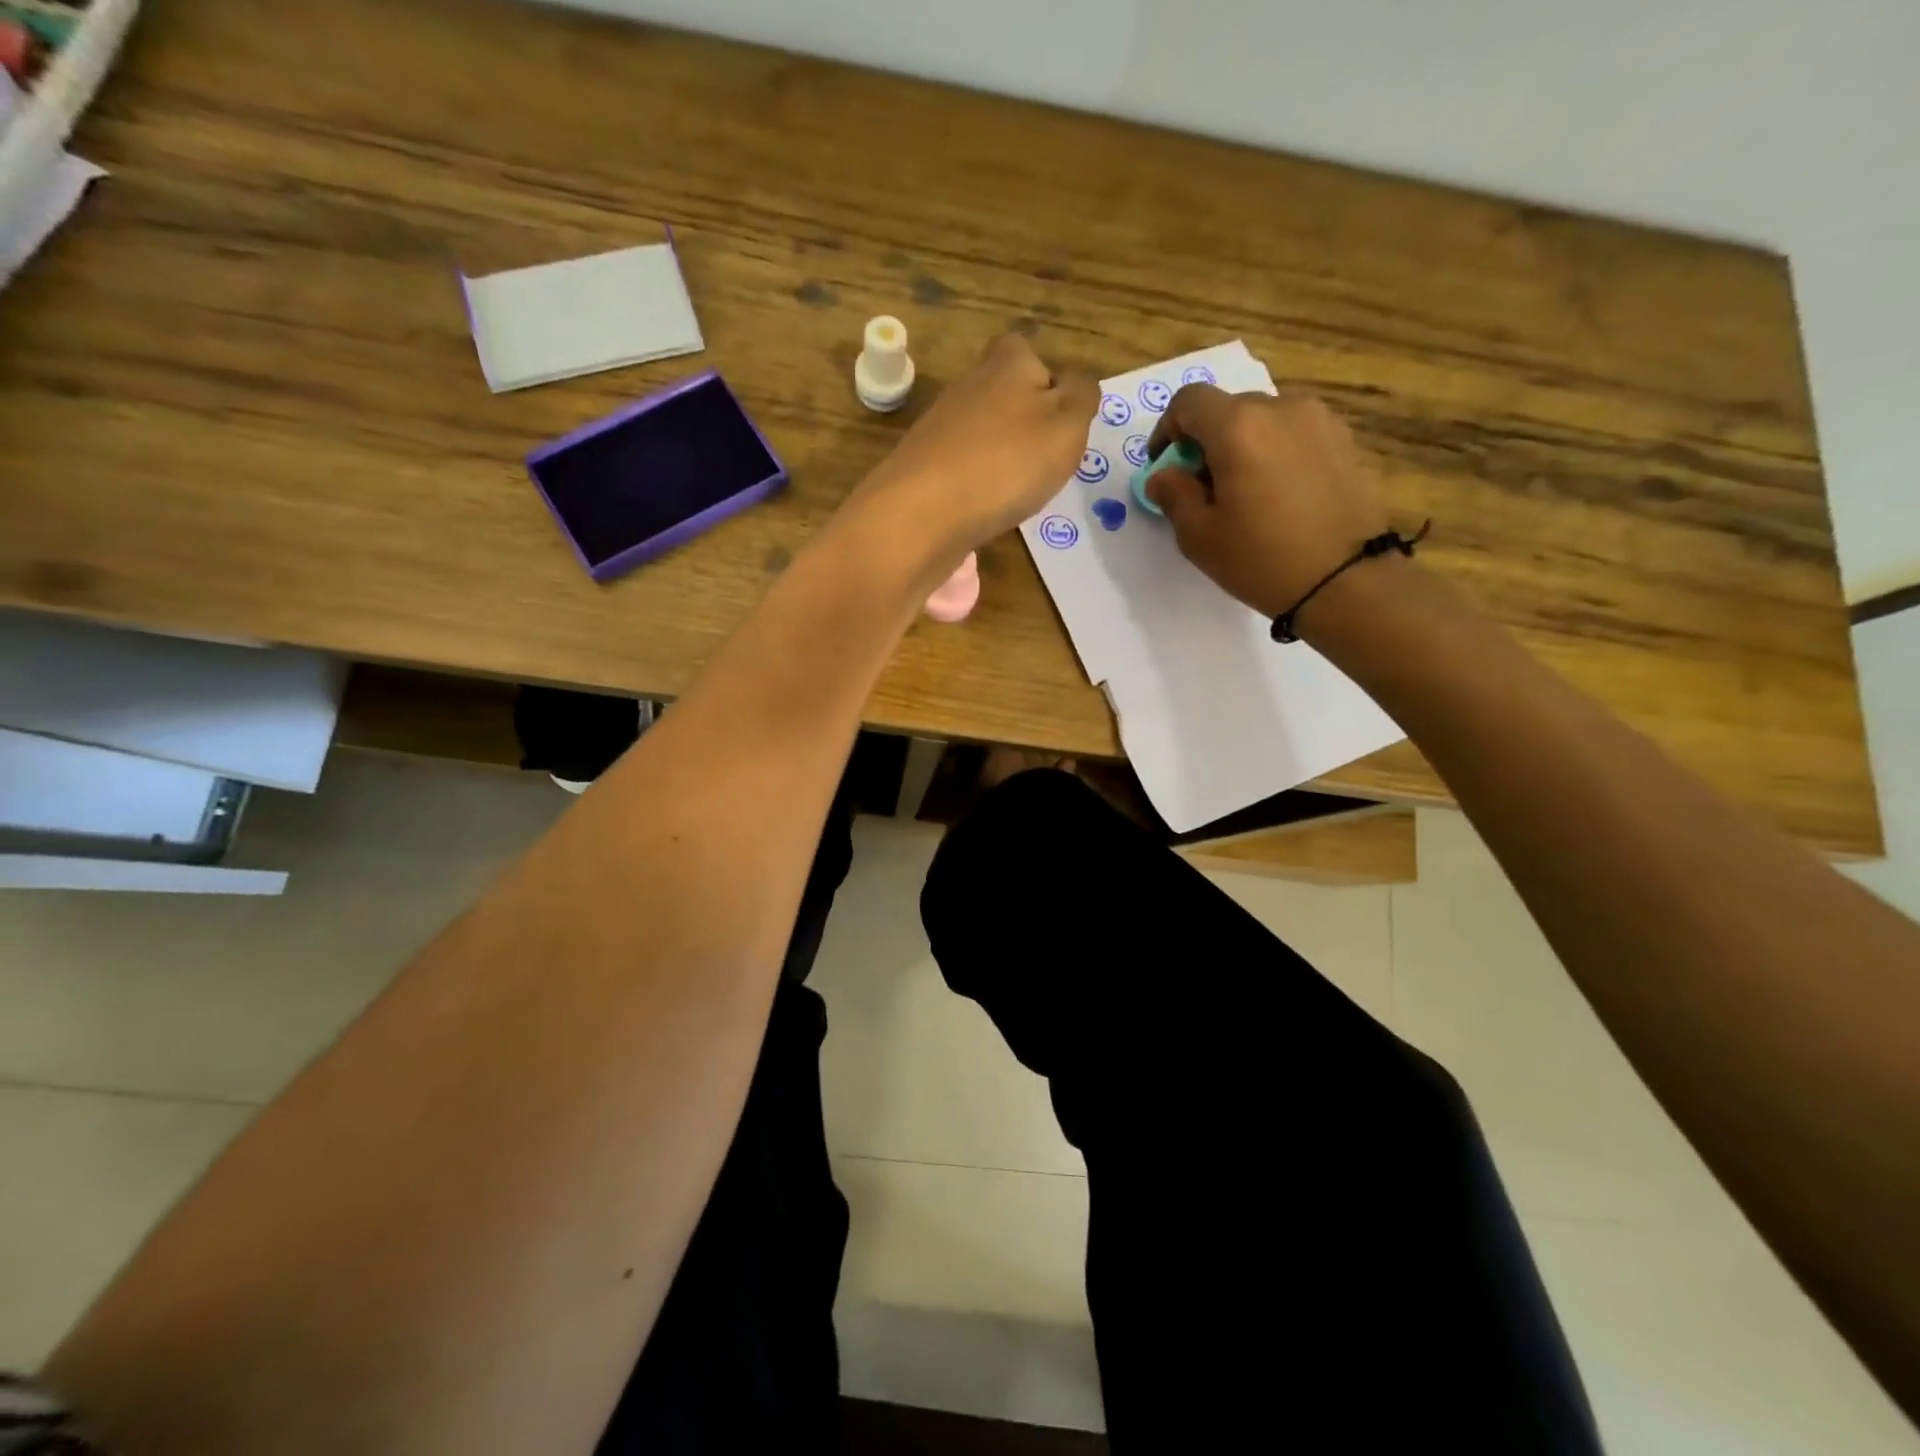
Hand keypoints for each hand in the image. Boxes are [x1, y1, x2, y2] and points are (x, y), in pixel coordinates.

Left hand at [845, 333, 1097, 570]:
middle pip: (1004, 398)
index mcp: (1006, 363)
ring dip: (1002, 459)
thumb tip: (1078, 381)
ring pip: (983, 436)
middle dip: (1025, 426)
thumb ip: (1082, 396)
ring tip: (1017, 492)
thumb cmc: (1007, 462)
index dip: (1049, 384)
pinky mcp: (922, 470)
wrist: (923, 515)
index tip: (1061, 423)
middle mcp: (967, 387)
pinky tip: (985, 509)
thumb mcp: (1067, 424)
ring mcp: (939, 430)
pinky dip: (978, 486)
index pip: (1029, 353)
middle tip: (1044, 463)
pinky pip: (962, 470)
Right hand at [1145, 385, 1390, 621]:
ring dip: (1243, 447)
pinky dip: (1276, 453)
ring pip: (1264, 421)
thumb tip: (1165, 475)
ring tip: (1243, 494)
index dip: (1167, 429)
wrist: (1347, 581)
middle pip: (1229, 409)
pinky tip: (1278, 496)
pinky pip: (1295, 435)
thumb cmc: (1262, 559)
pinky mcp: (1345, 441)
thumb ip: (1174, 495)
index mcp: (1238, 427)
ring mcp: (1320, 421)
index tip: (1165, 465)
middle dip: (1207, 442)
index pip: (1189, 402)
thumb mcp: (1199, 536)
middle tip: (1202, 489)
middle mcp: (1281, 408)